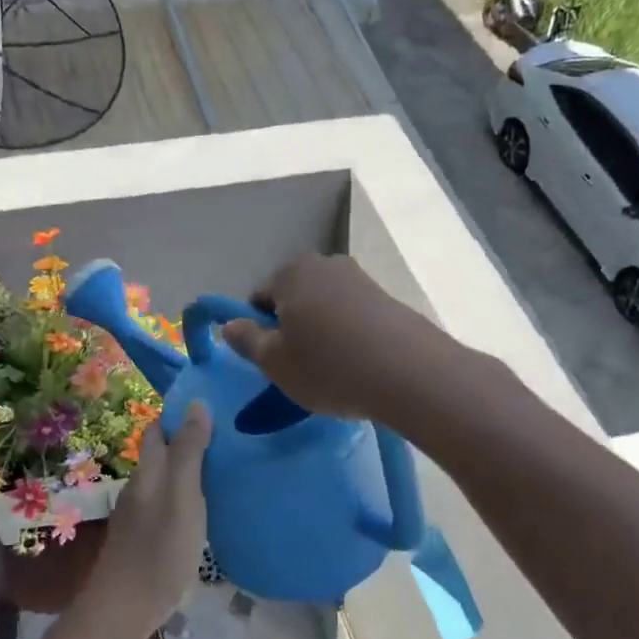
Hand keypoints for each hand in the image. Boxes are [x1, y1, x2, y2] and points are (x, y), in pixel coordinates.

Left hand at [84, 401, 212, 638]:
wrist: (124, 608)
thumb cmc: (159, 548)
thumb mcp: (183, 495)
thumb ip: (189, 451)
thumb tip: (196, 403)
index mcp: (149, 470)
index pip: (159, 428)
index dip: (180, 415)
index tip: (213, 408)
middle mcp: (140, 486)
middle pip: (161, 453)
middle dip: (186, 440)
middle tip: (227, 438)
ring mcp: (139, 513)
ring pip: (164, 478)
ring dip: (188, 469)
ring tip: (224, 469)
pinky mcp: (144, 537)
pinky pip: (166, 502)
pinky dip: (185, 495)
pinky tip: (205, 506)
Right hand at [221, 255, 442, 422]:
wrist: (409, 373)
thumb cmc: (328, 366)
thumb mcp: (274, 362)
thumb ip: (247, 340)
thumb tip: (229, 324)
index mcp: (290, 273)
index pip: (259, 296)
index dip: (259, 328)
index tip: (270, 358)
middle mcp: (325, 264)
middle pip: (295, 296)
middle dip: (292, 325)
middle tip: (298, 365)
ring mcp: (360, 278)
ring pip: (325, 306)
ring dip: (321, 330)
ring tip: (331, 367)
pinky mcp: (387, 298)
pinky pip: (353, 315)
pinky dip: (349, 334)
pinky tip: (358, 363)